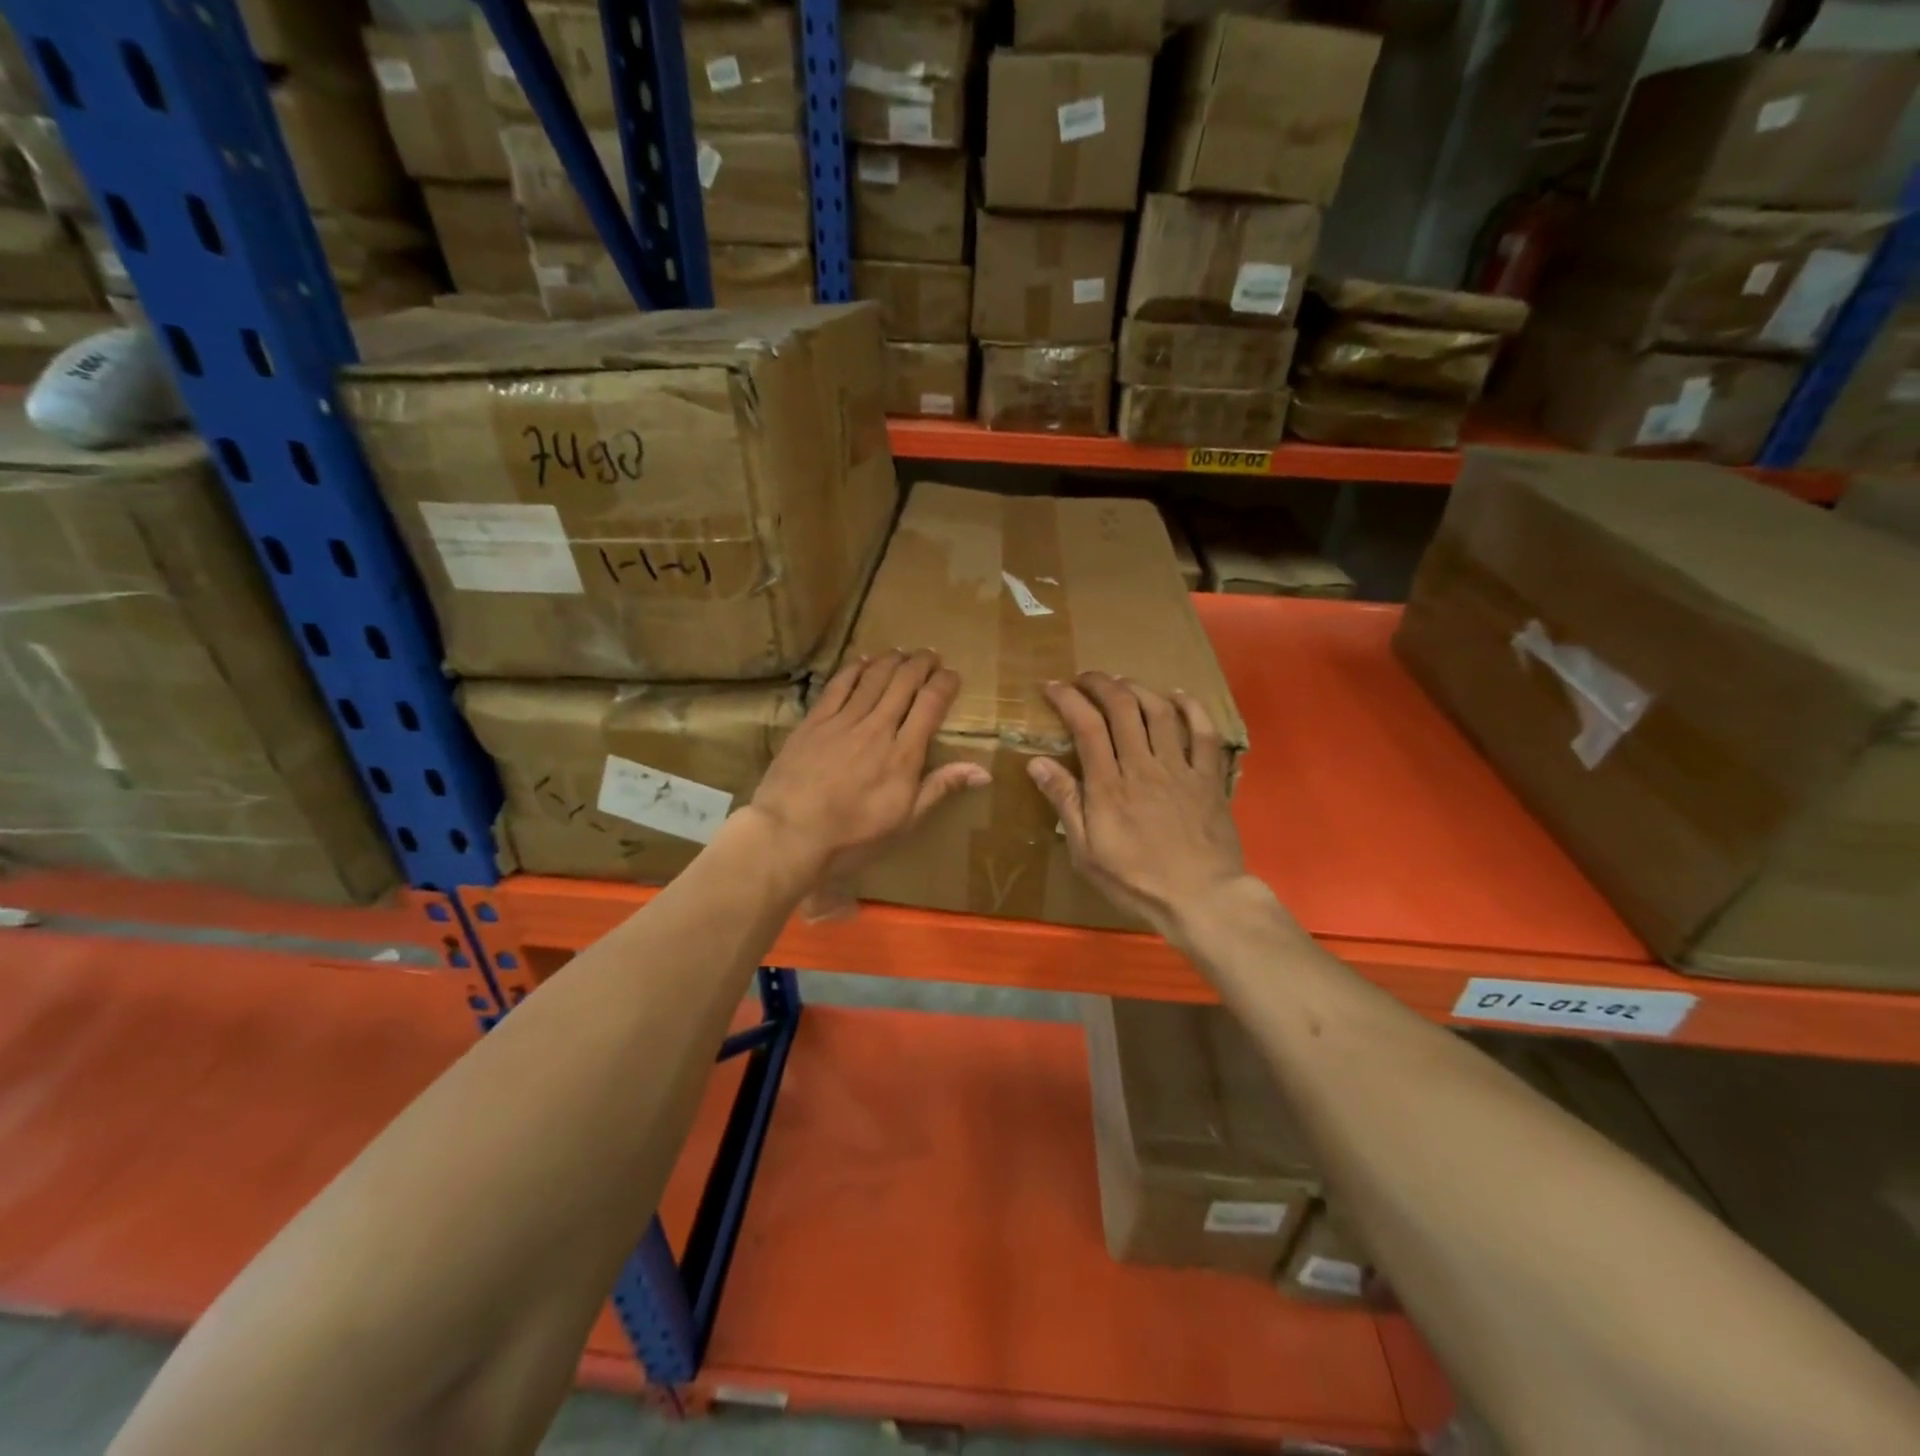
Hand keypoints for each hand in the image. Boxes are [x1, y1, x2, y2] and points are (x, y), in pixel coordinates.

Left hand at [749, 649, 988, 883]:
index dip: (944, 684)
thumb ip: (940, 787)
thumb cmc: (853, 836)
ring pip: (873, 678)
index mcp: (903, 754)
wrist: (790, 834)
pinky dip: (854, 669)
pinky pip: (838, 686)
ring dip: (891, 661)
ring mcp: (843, 722)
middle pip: (903, 683)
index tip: (953, 675)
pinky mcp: (814, 722)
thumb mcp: (905, 821)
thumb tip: (983, 771)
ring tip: (902, 652)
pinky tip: (862, 660)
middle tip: (930, 655)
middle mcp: (877, 728)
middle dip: (921, 664)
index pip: (930, 705)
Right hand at [1027, 672, 1247, 937]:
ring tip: (1122, 682)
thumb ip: (1065, 803)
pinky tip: (1177, 695)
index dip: (1067, 699)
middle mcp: (1144, 766)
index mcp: (1109, 785)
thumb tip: (1037, 762)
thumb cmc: (1136, 880)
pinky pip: (1204, 733)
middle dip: (1100, 684)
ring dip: (1138, 689)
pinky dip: (1191, 708)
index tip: (1052, 686)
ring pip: (1159, 712)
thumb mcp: (1086, 852)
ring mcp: (1180, 769)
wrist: (1201, 899)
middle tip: (1085, 677)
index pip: (1085, 726)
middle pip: (1122, 708)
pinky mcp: (1209, 778)